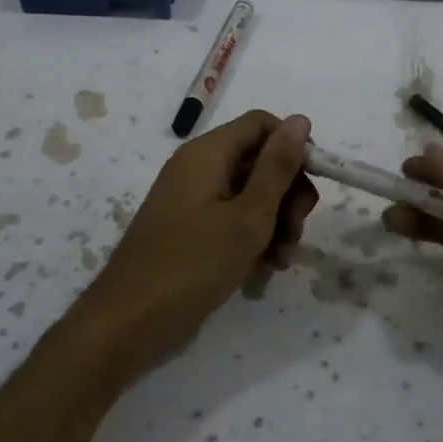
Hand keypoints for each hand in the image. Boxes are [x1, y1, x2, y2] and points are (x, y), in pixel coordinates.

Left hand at [73, 110, 316, 383]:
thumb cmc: (193, 265)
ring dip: (275, 222)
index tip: (312, 186)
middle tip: (295, 232)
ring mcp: (193, 201)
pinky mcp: (191, 230)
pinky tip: (265, 269)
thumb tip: (300, 119)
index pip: (262, 124)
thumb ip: (277, 168)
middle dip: (288, 194)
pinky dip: (253, 237)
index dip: (293, 148)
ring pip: (251, 194)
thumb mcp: (248, 216)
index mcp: (208, 153)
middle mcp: (198, 168)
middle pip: (260, 161)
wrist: (130, 322)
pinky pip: (232, 219)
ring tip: (281, 260)